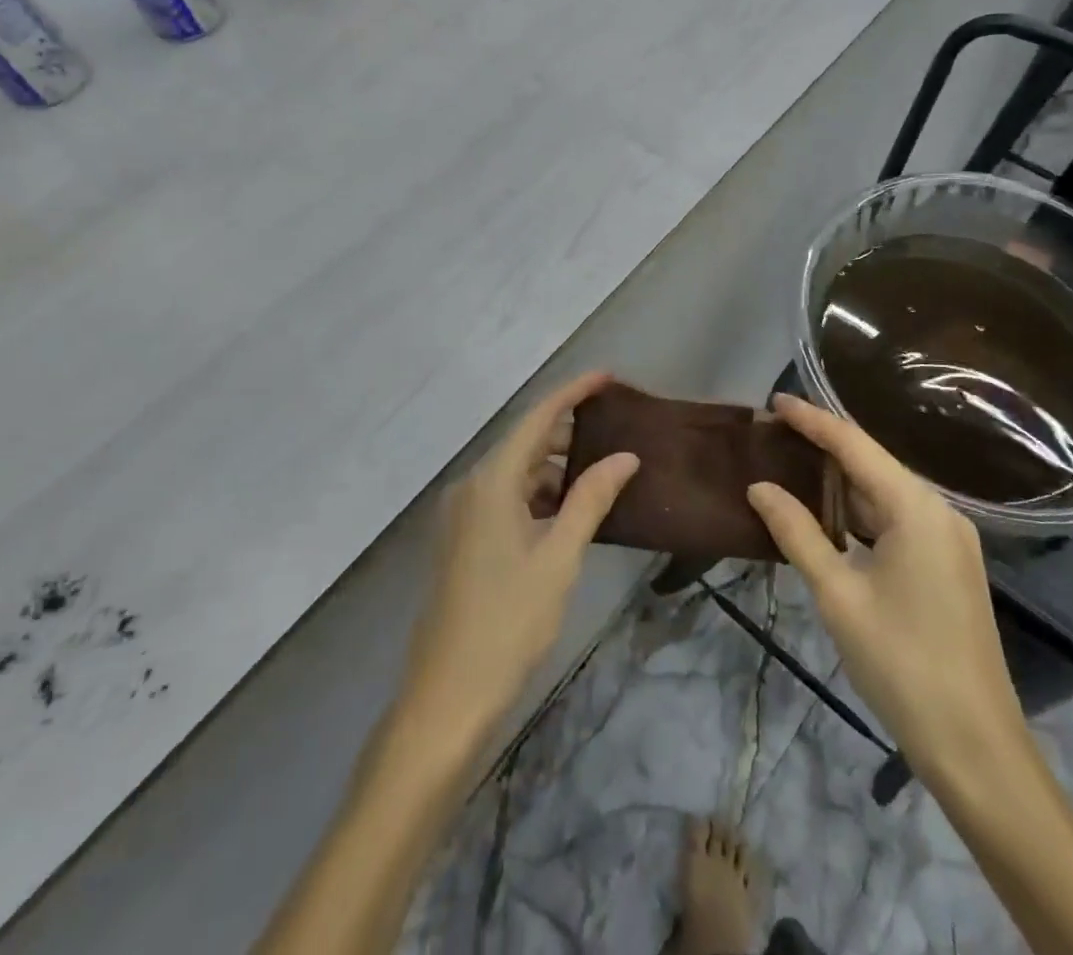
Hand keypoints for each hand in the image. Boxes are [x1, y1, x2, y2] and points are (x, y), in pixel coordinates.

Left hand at [398, 371, 638, 742]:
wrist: (447, 696)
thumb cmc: (508, 621)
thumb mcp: (560, 556)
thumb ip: (591, 499)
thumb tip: (625, 456)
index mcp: (491, 482)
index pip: (537, 418)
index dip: (572, 392)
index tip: (607, 376)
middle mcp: (471, 487)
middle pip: (524, 442)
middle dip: (567, 430)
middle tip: (614, 426)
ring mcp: (462, 515)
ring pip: (515, 472)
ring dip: (554, 466)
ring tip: (599, 470)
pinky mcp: (463, 540)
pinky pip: (505, 498)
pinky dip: (537, 494)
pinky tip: (567, 510)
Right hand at [746, 396, 1028, 781]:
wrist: (976, 746)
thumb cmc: (901, 663)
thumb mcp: (838, 595)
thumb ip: (797, 533)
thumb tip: (760, 488)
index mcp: (916, 509)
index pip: (854, 445)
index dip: (812, 420)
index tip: (773, 402)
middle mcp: (939, 512)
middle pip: (872, 464)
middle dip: (822, 448)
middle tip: (773, 436)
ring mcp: (949, 540)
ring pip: (884, 494)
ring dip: (839, 483)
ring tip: (790, 467)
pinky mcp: (949, 565)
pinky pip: (896, 520)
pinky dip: (859, 513)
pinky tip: (828, 517)